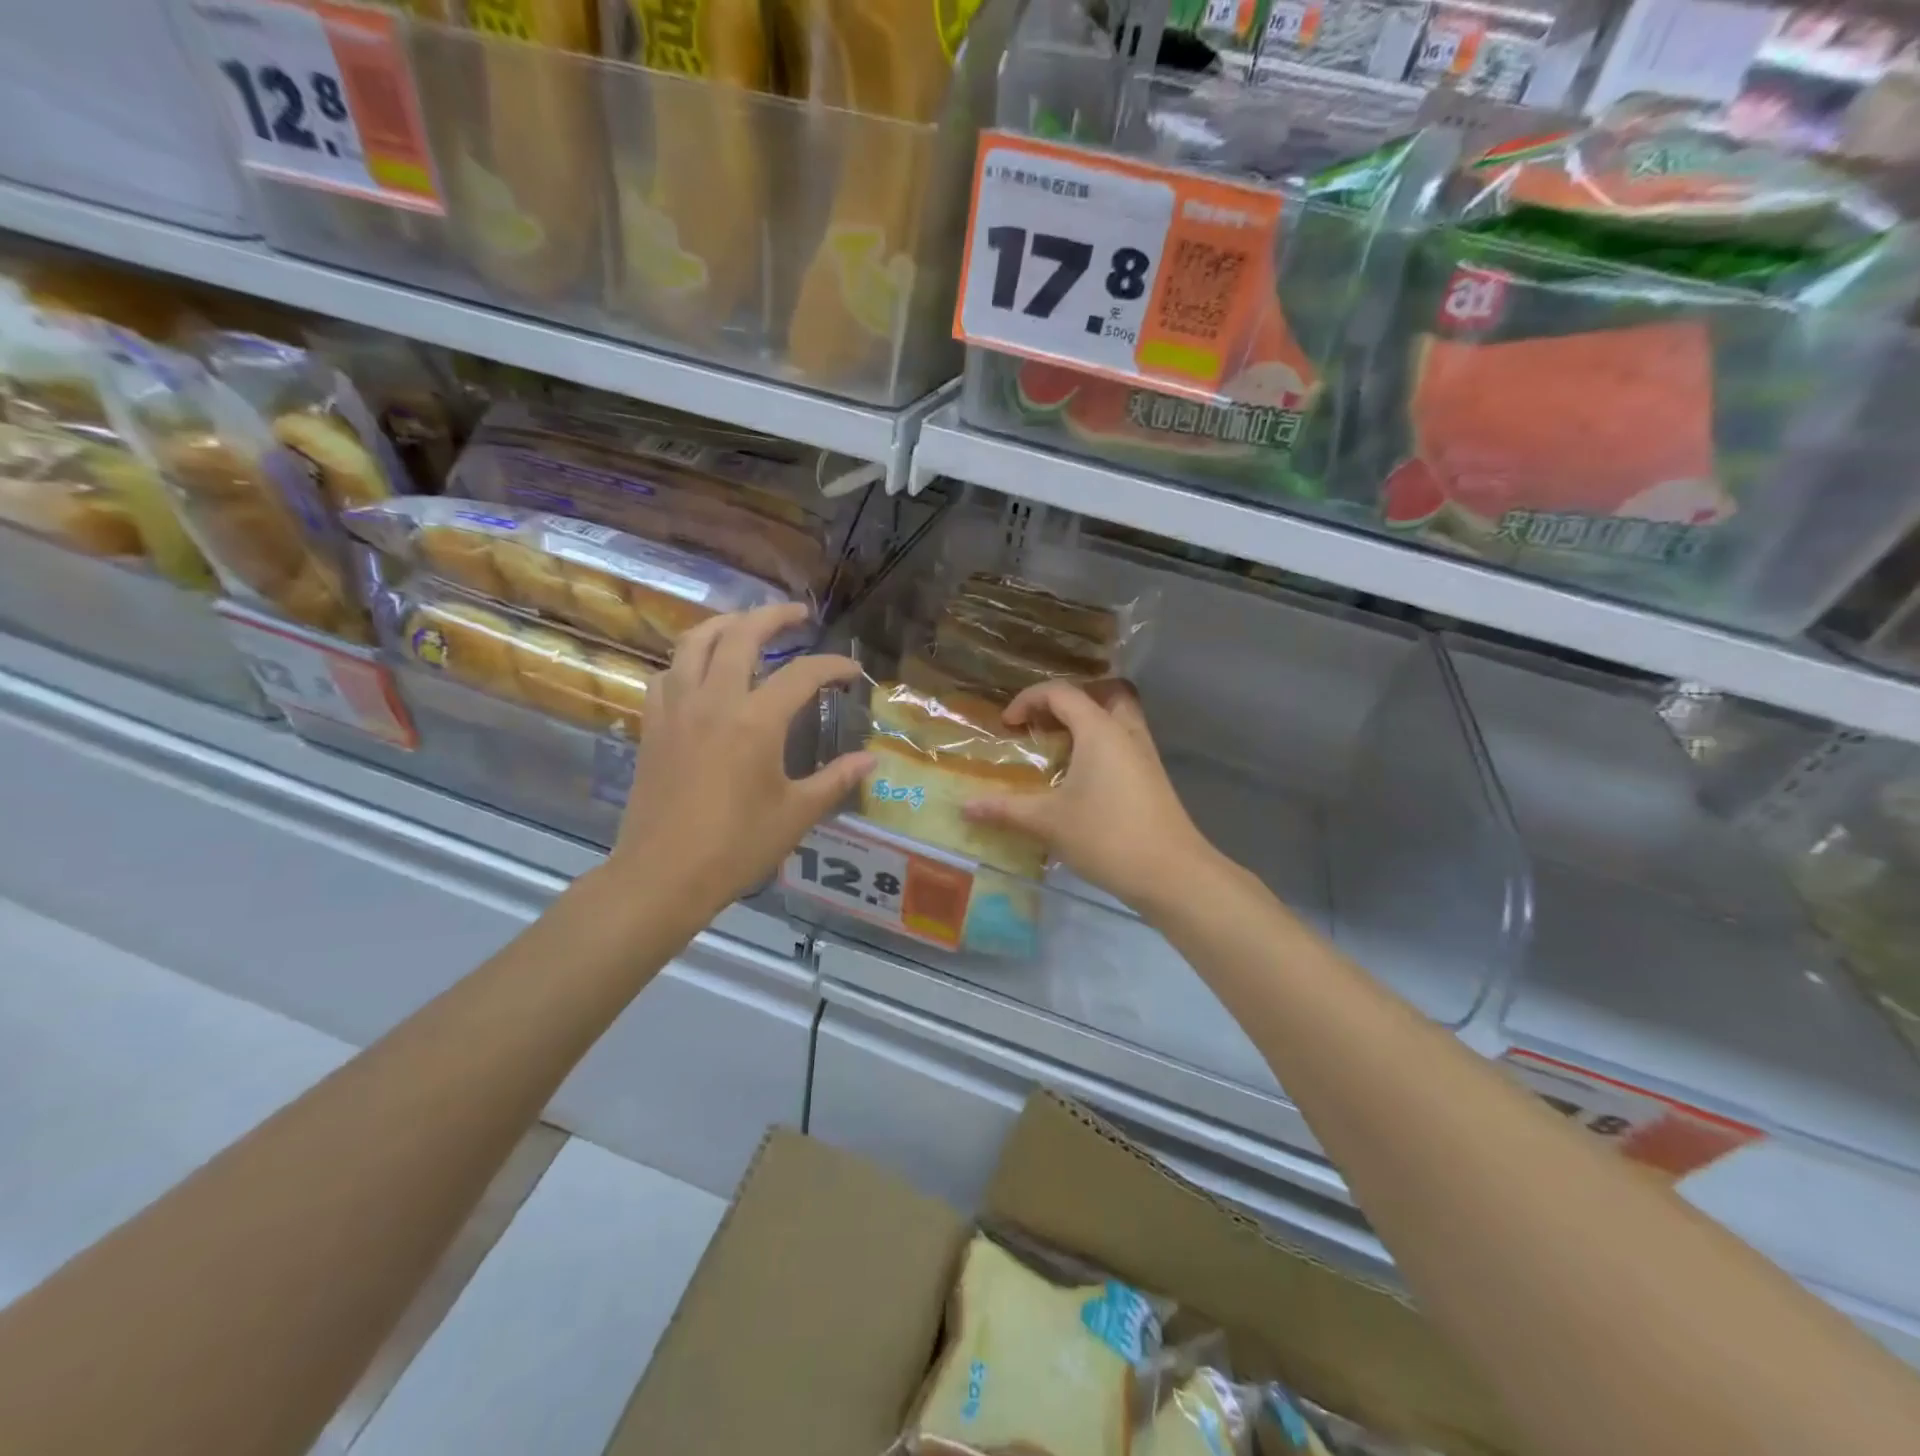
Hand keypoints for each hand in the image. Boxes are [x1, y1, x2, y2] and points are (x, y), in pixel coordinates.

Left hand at [608, 604, 872, 920]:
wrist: (662, 875)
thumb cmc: (736, 847)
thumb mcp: (796, 814)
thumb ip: (835, 779)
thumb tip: (870, 759)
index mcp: (756, 721)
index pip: (802, 674)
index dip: (832, 666)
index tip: (851, 671)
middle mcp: (714, 700)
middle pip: (742, 634)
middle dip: (774, 616)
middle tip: (798, 615)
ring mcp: (676, 708)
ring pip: (695, 642)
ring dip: (726, 624)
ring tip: (747, 625)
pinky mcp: (653, 725)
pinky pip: (667, 674)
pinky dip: (688, 660)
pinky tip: (700, 672)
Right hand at [962, 679, 1215, 914]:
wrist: (1172, 873)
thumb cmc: (1107, 836)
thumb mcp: (1048, 822)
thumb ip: (1005, 809)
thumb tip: (965, 807)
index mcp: (1099, 729)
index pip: (1061, 692)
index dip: (1028, 701)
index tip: (1007, 726)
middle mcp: (1125, 732)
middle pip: (1101, 693)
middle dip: (1068, 702)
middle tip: (1043, 724)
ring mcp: (1144, 755)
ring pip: (1118, 718)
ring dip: (1088, 723)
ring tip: (1060, 748)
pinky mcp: (1152, 778)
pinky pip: (1124, 743)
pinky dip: (1101, 745)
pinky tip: (1082, 778)